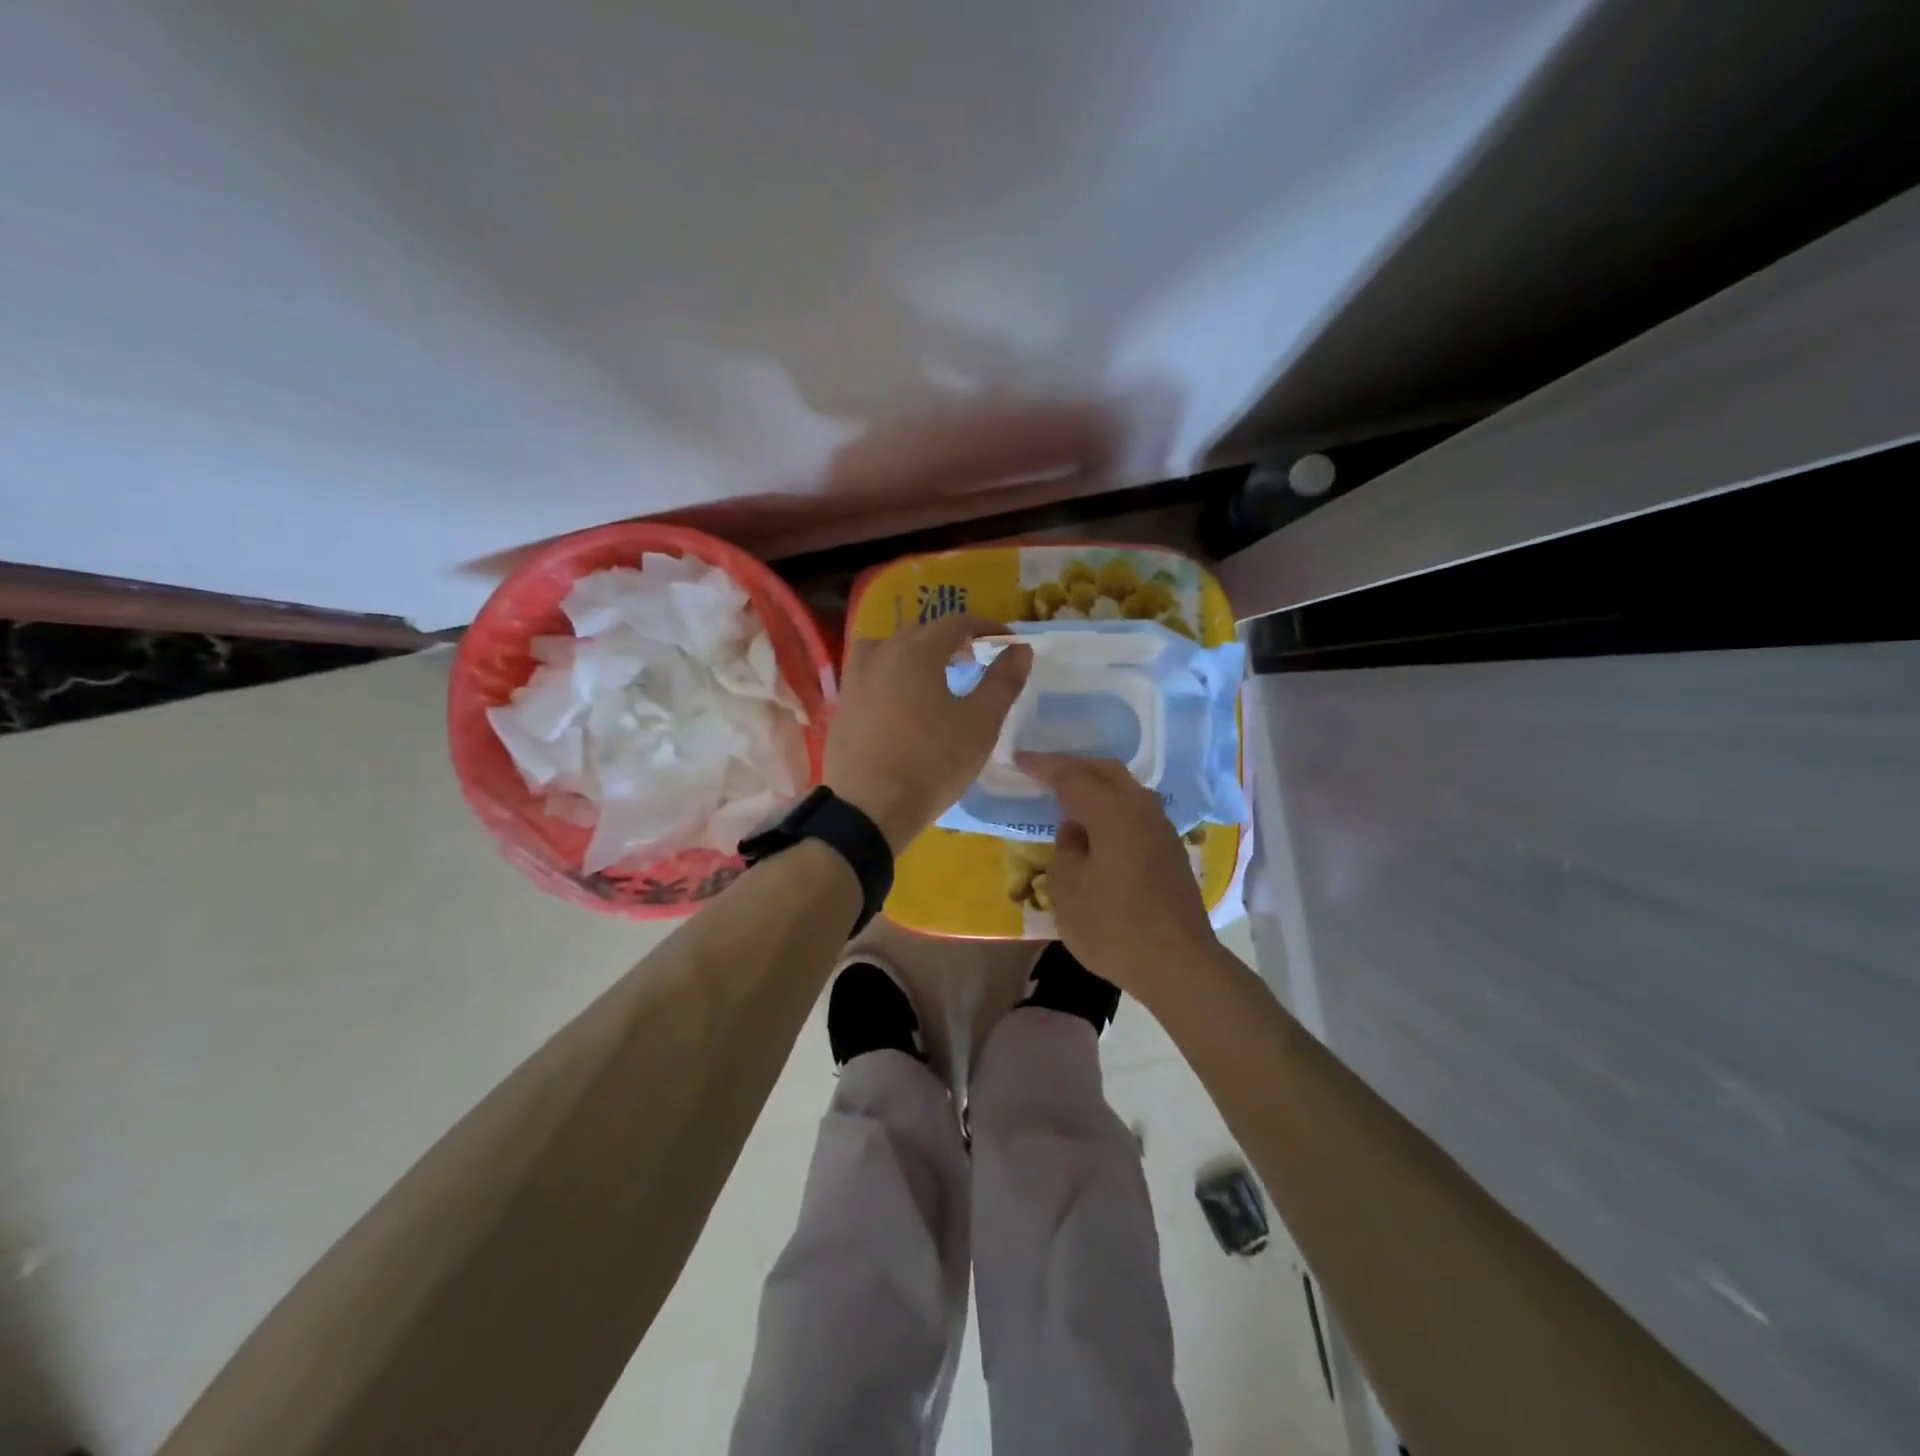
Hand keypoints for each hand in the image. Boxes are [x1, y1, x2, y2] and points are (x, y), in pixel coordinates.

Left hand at [824, 614, 1031, 851]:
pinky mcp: (843, 707)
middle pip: (920, 633)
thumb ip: (1002, 681)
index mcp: (917, 652)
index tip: (1007, 642)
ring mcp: (856, 680)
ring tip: (932, 676)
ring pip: (887, 649)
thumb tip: (1019, 649)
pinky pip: (869, 674)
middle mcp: (882, 655)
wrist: (868, 808)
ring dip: (914, 653)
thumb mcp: (981, 724)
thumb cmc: (932, 763)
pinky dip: (890, 674)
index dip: (986, 627)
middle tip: (974, 661)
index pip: (956, 622)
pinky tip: (900, 702)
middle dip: (951, 640)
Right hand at [1016, 753, 1217, 1001]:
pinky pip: (1135, 811)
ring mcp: (1162, 829)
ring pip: (1125, 789)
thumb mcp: (1067, 888)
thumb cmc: (1112, 925)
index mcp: (1113, 811)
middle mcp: (1141, 809)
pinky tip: (1098, 826)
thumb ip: (1065, 848)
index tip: (1019, 759)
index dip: (1044, 766)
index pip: (1072, 776)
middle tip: (1044, 770)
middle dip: (1073, 766)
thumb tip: (1076, 831)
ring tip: (1069, 795)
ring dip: (1096, 785)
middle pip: (1106, 771)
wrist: (1178, 963)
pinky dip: (1112, 806)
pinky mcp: (1171, 850)